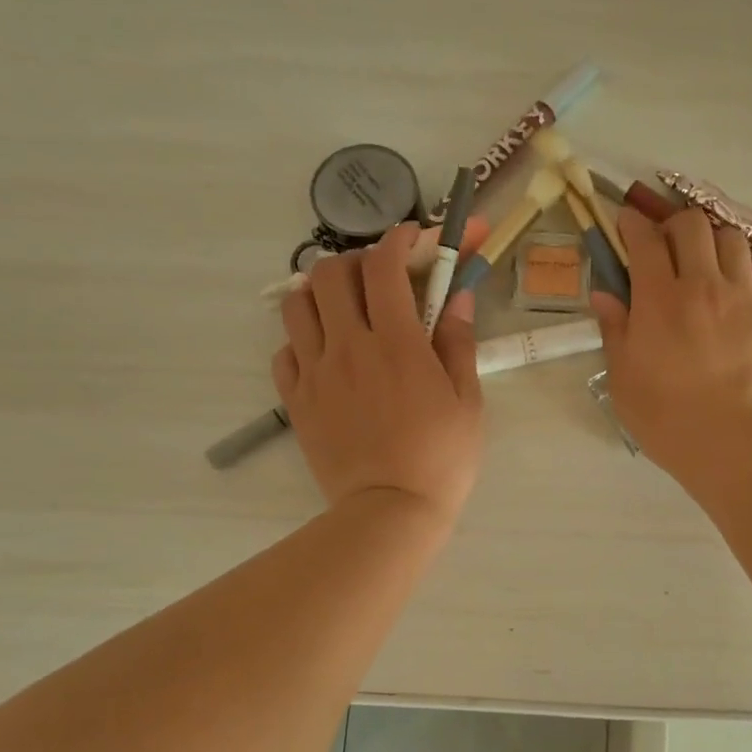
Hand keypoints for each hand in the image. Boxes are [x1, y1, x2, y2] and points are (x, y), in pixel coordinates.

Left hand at [273, 224, 482, 522]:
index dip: (398, 240)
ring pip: (297, 305)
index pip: (384, 266)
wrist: (389, 512)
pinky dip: (302, 341)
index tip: (412, 238)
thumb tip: (457, 297)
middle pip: (332, 273)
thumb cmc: (441, 459)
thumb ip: (458, 343)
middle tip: (378, 280)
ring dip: (321, 295)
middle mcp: (348, 346)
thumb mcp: (467, 401)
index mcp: (396, 342)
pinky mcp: (296, 401)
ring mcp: (315, 372)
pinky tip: (325, 356)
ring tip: (343, 312)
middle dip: (357, 263)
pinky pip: (284, 351)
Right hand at [589, 204, 751, 486]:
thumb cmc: (665, 416)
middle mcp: (702, 285)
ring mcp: (741, 298)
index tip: (626, 224)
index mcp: (659, 298)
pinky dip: (741, 274)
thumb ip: (615, 330)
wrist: (731, 441)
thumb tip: (604, 295)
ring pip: (732, 239)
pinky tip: (732, 297)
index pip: (645, 239)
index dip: (632, 223)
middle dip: (673, 225)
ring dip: (712, 242)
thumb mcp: (623, 378)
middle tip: (664, 247)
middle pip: (692, 225)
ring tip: (703, 265)